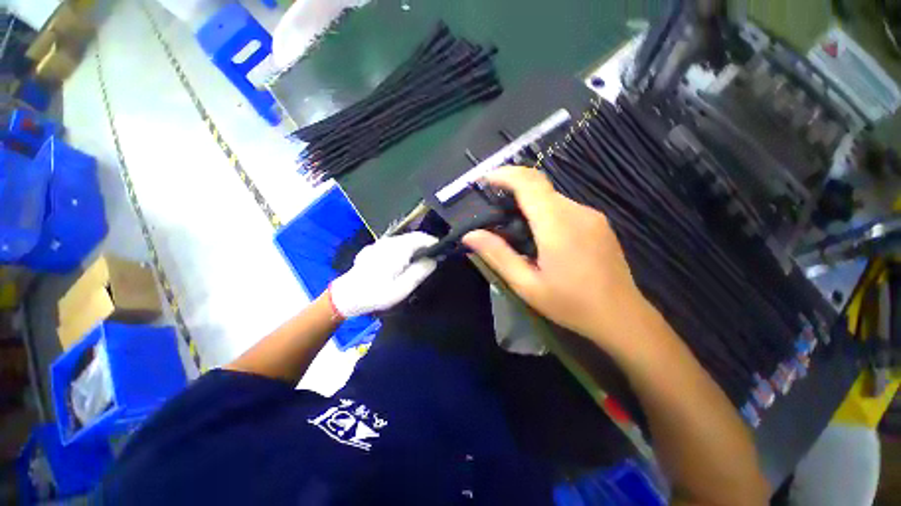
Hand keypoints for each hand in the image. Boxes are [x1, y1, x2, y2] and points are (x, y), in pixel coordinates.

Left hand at [329, 232, 438, 317]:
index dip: (434, 242)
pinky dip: (402, 249)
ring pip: (403, 240)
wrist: (347, 295)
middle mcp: (390, 241)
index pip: (422, 237)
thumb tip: (434, 259)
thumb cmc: (377, 293)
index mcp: (399, 248)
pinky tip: (400, 263)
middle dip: (425, 245)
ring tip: (419, 262)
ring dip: (414, 247)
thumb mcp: (403, 287)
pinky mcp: (374, 248)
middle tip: (432, 258)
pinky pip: (393, 244)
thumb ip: (421, 271)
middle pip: (413, 237)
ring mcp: (380, 243)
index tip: (442, 251)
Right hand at [462, 166, 646, 347]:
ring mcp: (591, 215)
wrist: (622, 316)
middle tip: (493, 207)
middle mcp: (577, 211)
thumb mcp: (527, 284)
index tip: (485, 179)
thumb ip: (498, 255)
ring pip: (552, 197)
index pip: (529, 183)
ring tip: (514, 226)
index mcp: (557, 224)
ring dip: (529, 203)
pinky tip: (540, 235)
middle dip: (513, 188)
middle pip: (540, 186)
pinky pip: (564, 207)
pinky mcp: (598, 222)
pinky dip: (545, 211)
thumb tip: (470, 235)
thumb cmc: (571, 304)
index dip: (505, 175)